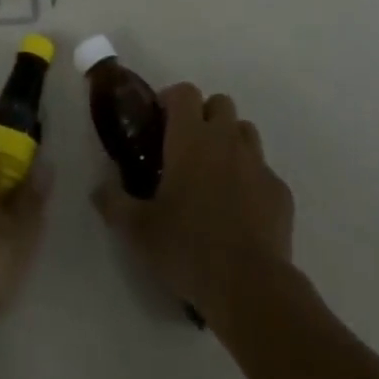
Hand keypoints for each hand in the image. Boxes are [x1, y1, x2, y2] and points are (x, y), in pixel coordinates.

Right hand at [93, 83, 294, 320]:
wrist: (250, 286)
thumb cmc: (187, 248)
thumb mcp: (137, 230)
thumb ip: (113, 202)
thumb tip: (98, 188)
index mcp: (191, 138)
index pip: (184, 92)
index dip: (172, 100)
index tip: (160, 122)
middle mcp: (226, 140)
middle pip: (220, 103)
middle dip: (204, 116)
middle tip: (188, 148)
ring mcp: (258, 163)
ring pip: (245, 132)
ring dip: (230, 142)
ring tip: (216, 174)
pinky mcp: (280, 191)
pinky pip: (264, 172)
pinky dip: (252, 181)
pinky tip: (241, 210)